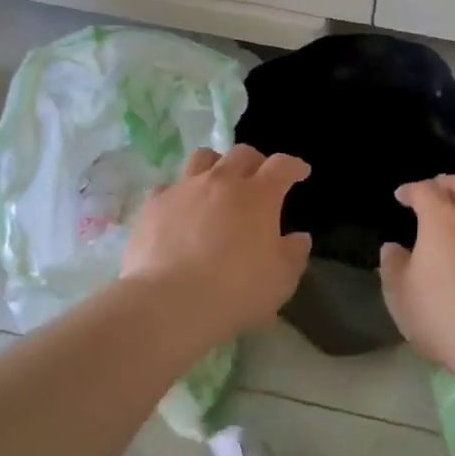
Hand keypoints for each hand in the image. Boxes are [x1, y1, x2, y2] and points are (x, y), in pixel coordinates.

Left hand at [121, 145, 312, 339]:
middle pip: (242, 154)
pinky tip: (179, 211)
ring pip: (203, 158)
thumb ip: (294, 254)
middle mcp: (222, 181)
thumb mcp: (281, 280)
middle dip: (256, 162)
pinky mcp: (154, 204)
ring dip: (216, 165)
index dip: (293, 166)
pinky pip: (168, 187)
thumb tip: (298, 237)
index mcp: (258, 195)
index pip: (281, 166)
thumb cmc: (235, 291)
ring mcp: (184, 189)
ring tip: (218, 184)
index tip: (300, 172)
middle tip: (259, 179)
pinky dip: (179, 194)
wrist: (170, 302)